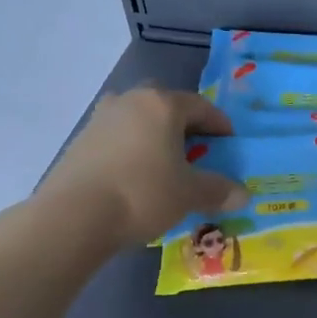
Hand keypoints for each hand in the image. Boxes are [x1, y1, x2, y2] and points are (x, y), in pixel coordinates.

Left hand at [36, 87, 247, 249]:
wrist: (74, 216)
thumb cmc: (143, 193)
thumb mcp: (190, 194)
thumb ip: (218, 190)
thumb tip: (243, 195)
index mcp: (162, 104)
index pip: (201, 106)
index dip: (220, 125)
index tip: (230, 144)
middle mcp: (130, 101)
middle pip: (166, 106)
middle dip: (184, 125)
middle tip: (197, 151)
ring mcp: (100, 119)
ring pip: (138, 121)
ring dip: (155, 137)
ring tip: (166, 165)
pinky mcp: (80, 142)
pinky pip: (118, 139)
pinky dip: (133, 151)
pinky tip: (137, 178)